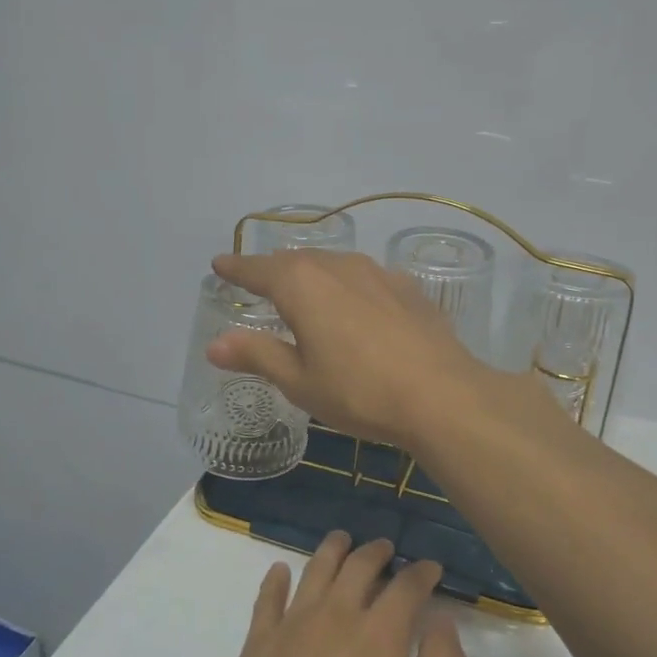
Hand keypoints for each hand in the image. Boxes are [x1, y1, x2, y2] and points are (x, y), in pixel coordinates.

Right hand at [207, 250, 494, 450]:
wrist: (442, 396)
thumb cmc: (358, 391)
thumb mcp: (299, 381)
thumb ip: (257, 355)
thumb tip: (215, 345)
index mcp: (302, 284)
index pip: (258, 269)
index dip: (236, 268)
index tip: (220, 264)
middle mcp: (337, 266)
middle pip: (296, 260)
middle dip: (273, 269)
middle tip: (258, 280)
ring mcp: (377, 273)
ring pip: (333, 264)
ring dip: (312, 273)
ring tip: (303, 288)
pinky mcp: (407, 288)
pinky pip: (364, 278)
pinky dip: (347, 285)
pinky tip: (355, 304)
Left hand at [209, 533, 465, 656]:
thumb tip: (442, 620)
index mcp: (379, 633)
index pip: (406, 586)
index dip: (422, 573)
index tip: (431, 568)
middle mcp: (336, 614)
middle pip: (358, 566)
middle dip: (376, 552)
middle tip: (385, 548)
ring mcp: (292, 624)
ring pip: (314, 570)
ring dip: (332, 550)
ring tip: (341, 540)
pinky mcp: (258, 642)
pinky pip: (267, 598)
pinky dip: (275, 579)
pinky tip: (280, 570)